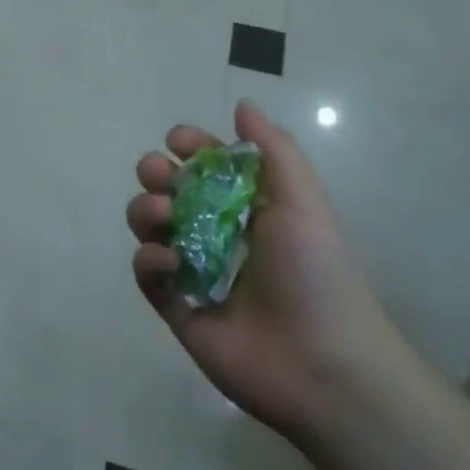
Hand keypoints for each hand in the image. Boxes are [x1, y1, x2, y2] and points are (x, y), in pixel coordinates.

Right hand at [128, 100, 402, 443]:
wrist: (323, 363)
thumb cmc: (315, 271)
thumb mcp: (302, 200)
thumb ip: (272, 148)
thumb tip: (242, 105)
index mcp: (248, 207)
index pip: (205, 165)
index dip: (189, 147)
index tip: (178, 142)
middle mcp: (217, 234)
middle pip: (167, 191)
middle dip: (155, 174)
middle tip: (160, 176)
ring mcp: (194, 272)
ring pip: (149, 227)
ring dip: (146, 210)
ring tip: (165, 218)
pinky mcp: (177, 309)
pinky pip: (147, 274)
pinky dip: (150, 260)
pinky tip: (171, 263)